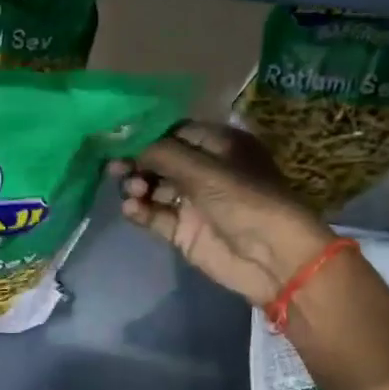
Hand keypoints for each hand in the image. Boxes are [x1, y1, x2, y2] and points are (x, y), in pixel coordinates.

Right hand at [112, 122, 334, 308]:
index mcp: (220, 146)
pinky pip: (154, 215)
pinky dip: (140, 211)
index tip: (120, 138)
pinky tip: (132, 209)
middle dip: (137, 162)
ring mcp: (193, 202)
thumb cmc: (246, 200)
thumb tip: (132, 149)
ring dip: (137, 187)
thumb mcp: (205, 170)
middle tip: (115, 168)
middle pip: (160, 160)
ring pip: (154, 188)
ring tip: (132, 192)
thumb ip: (164, 154)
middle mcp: (205, 170)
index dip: (148, 135)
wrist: (273, 257)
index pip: (176, 132)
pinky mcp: (183, 230)